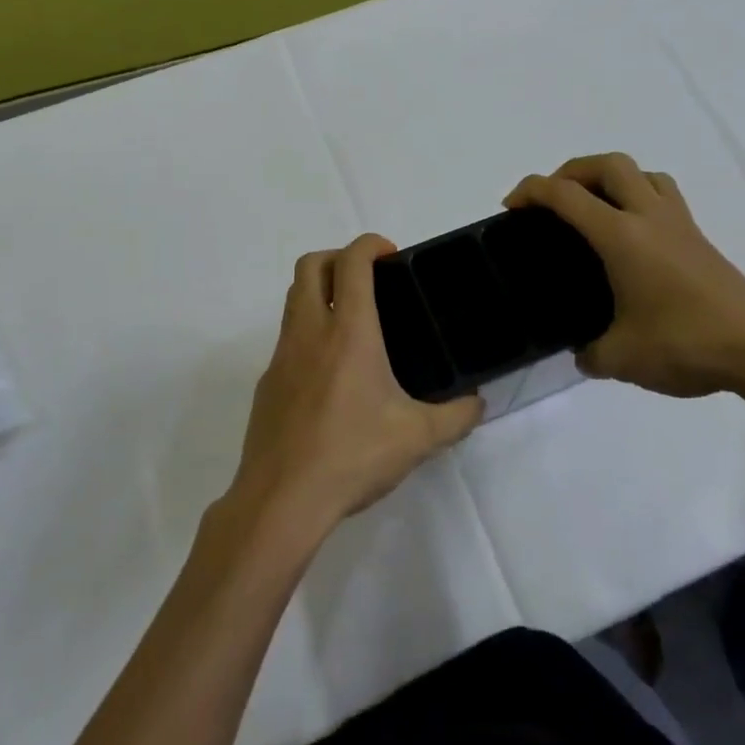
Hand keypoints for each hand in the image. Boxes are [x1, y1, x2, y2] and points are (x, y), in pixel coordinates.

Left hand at [228, 234, 483, 536]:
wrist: (281, 500)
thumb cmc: (352, 456)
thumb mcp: (418, 438)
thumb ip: (456, 417)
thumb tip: (478, 404)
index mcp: (348, 332)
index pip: (352, 262)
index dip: (370, 244)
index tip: (390, 254)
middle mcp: (309, 331)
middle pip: (310, 265)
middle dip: (338, 257)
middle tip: (368, 280)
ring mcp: (281, 356)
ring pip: (293, 298)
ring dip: (319, 291)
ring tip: (352, 322)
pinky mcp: (267, 382)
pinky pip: (286, 339)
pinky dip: (308, 333)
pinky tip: (330, 374)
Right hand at [505, 153, 744, 401]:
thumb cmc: (685, 344)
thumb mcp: (621, 358)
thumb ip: (589, 352)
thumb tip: (582, 351)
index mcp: (621, 235)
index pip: (566, 195)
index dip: (531, 191)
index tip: (511, 206)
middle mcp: (649, 217)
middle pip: (607, 164)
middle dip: (570, 171)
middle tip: (553, 200)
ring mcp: (680, 224)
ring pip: (641, 172)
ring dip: (609, 177)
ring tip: (593, 207)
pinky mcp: (699, 239)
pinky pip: (663, 195)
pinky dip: (638, 196)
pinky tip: (633, 235)